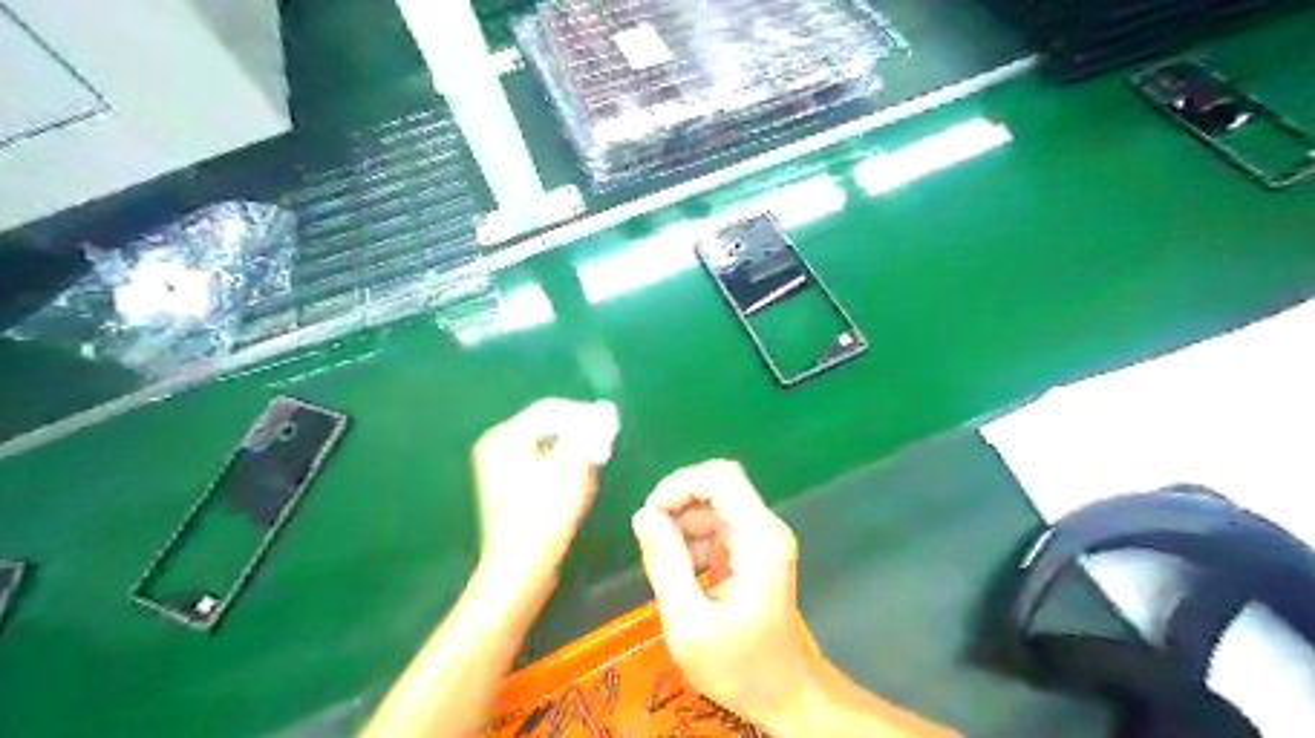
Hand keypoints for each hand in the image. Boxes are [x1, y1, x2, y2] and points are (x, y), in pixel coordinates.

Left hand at [476, 402, 620, 585]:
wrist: (521, 569)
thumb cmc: (545, 515)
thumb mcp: (572, 466)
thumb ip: (588, 432)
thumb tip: (604, 410)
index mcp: (505, 436)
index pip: (552, 408)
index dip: (585, 416)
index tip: (610, 432)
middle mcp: (497, 446)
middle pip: (550, 426)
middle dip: (580, 437)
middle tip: (603, 453)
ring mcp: (500, 469)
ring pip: (550, 447)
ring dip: (575, 454)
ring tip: (592, 472)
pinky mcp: (510, 490)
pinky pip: (544, 465)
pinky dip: (563, 470)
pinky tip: (576, 490)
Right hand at [631, 458, 817, 729]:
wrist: (785, 695)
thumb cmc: (739, 666)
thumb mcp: (689, 622)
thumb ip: (665, 564)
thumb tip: (643, 515)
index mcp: (758, 539)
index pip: (721, 477)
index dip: (681, 484)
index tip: (651, 514)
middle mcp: (765, 529)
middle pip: (716, 487)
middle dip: (677, 506)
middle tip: (651, 543)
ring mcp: (762, 539)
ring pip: (713, 506)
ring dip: (682, 526)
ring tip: (666, 567)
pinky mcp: (754, 551)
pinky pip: (717, 527)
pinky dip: (693, 541)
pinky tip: (683, 575)